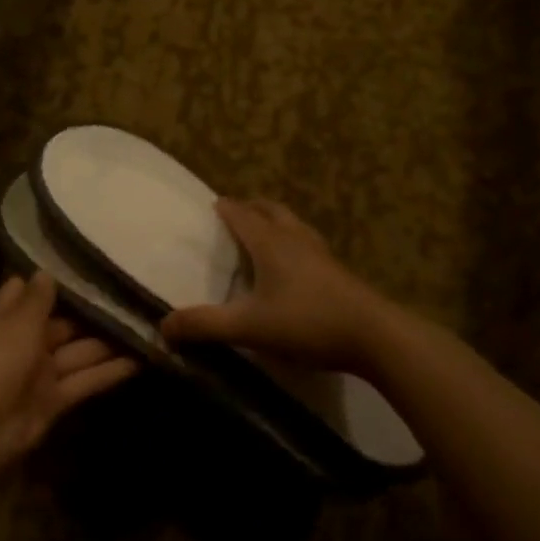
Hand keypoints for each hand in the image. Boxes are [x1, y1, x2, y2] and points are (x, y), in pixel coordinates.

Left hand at [0, 272, 137, 471]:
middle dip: (93, 311)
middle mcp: (23, 341)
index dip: (54, 280)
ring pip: (80, 351)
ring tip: (148, 323)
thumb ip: (37, 298)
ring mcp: (40, 372)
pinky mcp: (56, 399)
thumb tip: (47, 271)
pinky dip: (112, 371)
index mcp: (4, 317)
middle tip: (134, 293)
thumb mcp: (16, 322)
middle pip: (62, 322)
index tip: (88, 263)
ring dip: (110, 341)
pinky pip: (86, 379)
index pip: (28, 291)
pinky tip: (143, 358)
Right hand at [160, 199, 387, 371]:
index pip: (242, 215)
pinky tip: (294, 266)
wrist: (376, 337)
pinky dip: (293, 243)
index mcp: (270, 243)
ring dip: (275, 222)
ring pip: (294, 225)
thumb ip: (204, 325)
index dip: (225, 208)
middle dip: (251, 208)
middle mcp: (295, 239)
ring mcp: (321, 254)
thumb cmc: (307, 322)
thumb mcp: (248, 327)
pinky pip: (308, 244)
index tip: (213, 203)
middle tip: (236, 213)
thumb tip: (163, 326)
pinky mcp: (338, 272)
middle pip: (271, 211)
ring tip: (263, 233)